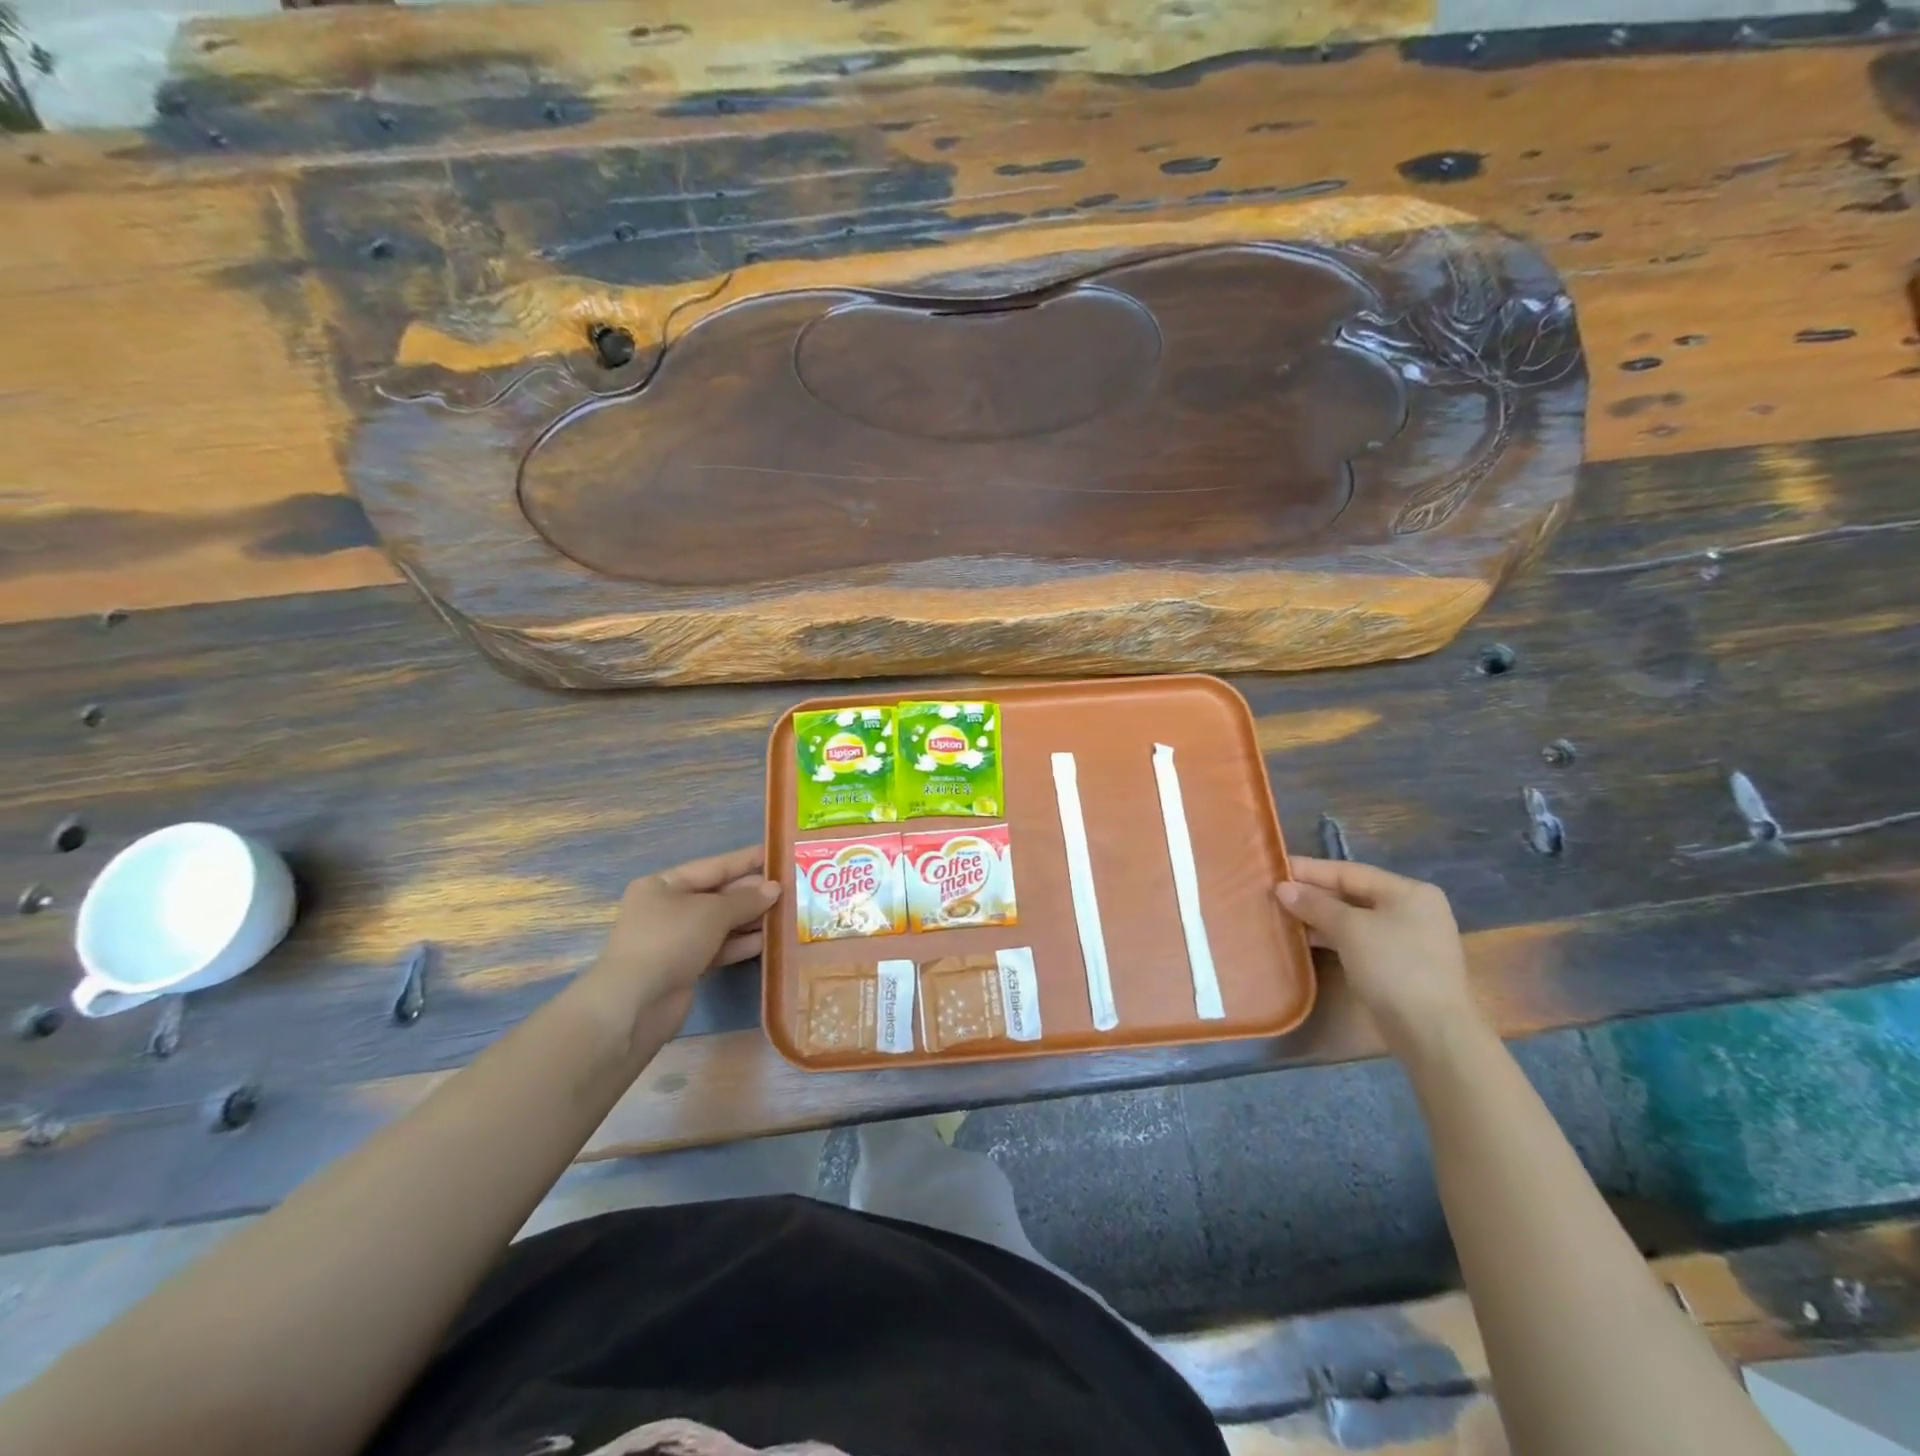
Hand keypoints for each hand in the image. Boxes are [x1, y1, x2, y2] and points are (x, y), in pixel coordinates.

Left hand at [585, 845, 780, 1029]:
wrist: (635, 1003)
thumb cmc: (670, 939)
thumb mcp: (712, 912)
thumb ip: (746, 899)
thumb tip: (774, 888)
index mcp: (664, 884)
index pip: (714, 866)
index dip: (746, 861)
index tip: (777, 855)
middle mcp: (668, 908)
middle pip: (718, 895)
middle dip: (752, 894)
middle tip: (791, 889)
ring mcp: (675, 939)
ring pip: (721, 924)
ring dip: (751, 920)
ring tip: (788, 914)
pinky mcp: (684, 966)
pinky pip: (719, 948)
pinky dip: (741, 944)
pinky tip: (769, 941)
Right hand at [1275, 857, 1476, 1051]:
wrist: (1432, 1032)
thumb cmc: (1393, 967)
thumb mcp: (1350, 929)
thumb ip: (1315, 904)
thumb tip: (1282, 888)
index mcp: (1409, 892)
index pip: (1350, 872)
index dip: (1310, 870)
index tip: (1276, 868)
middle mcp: (1412, 910)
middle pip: (1353, 894)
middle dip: (1313, 894)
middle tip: (1274, 893)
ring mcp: (1408, 939)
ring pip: (1354, 919)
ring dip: (1320, 917)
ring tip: (1283, 915)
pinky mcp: (1399, 965)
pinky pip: (1359, 940)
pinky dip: (1333, 937)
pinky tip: (1306, 939)